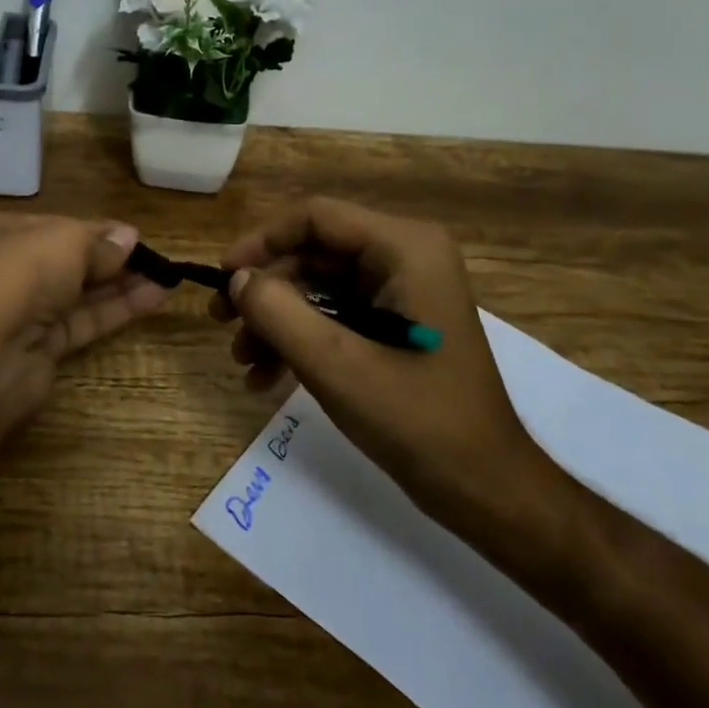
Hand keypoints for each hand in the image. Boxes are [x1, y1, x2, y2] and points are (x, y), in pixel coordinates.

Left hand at [0, 213, 170, 414]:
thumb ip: (100, 241)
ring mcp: (25, 311)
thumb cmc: (19, 275)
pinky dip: (117, 310)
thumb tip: (129, 238)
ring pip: (81, 293)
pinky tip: (153, 298)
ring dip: (122, 284)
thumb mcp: (65, 240)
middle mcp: (11, 269)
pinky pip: (85, 321)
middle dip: (113, 258)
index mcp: (2, 232)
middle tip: (156, 259)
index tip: (135, 236)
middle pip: (70, 260)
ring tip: (166, 277)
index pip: (58, 227)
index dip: (98, 230)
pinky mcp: (42, 347)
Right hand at [210, 196, 552, 530]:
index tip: (222, 276)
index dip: (261, 241)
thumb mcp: (337, 365)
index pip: (316, 217)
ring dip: (277, 320)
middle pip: (313, 252)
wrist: (486, 490)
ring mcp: (401, 291)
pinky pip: (334, 314)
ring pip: (318, 286)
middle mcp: (405, 257)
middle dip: (266, 290)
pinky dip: (300, 339)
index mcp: (405, 248)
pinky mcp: (395, 323)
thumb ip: (278, 313)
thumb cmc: (419, 421)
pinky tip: (267, 378)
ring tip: (243, 362)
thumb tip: (237, 280)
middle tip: (222, 325)